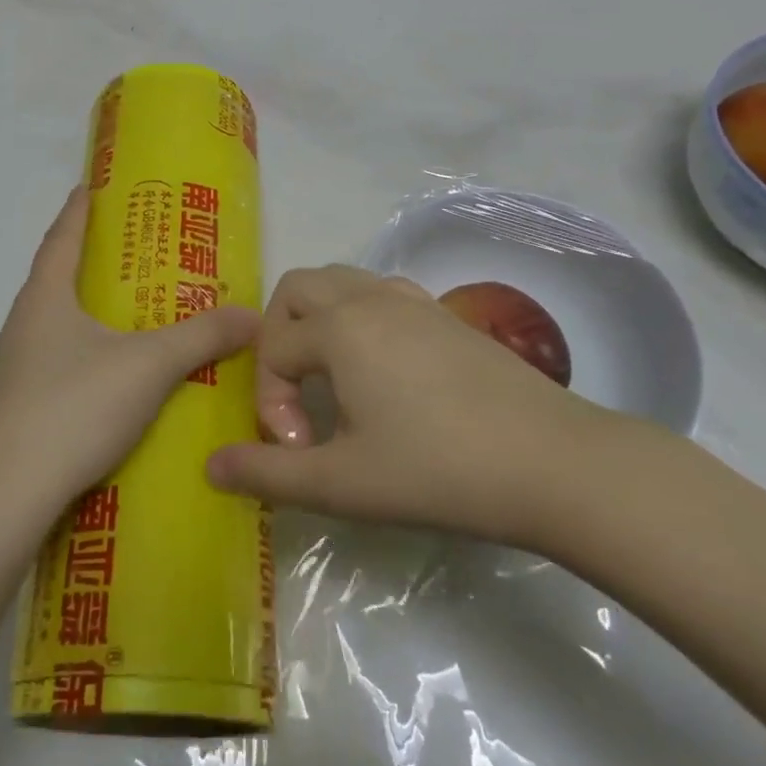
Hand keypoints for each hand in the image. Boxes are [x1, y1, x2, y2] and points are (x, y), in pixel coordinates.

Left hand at [0, 187, 258, 520]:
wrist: (0, 497)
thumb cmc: (72, 407)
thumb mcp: (148, 366)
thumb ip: (201, 338)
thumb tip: (253, 314)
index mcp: (43, 300)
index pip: (61, 239)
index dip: (78, 210)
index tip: (89, 187)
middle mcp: (19, 329)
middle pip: (53, 283)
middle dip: (87, 267)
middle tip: (128, 261)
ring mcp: (8, 375)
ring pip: (51, 332)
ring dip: (82, 321)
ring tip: (123, 326)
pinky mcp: (10, 416)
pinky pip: (50, 374)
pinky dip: (78, 366)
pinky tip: (105, 391)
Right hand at [206, 265, 612, 549]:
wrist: (554, 463)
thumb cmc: (438, 471)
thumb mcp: (343, 483)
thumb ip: (269, 473)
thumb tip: (211, 465)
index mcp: (339, 328)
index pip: (273, 349)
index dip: (270, 402)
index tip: (299, 449)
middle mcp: (369, 298)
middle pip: (296, 288)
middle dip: (277, 336)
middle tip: (295, 392)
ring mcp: (413, 301)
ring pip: (341, 282)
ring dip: (318, 321)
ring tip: (333, 379)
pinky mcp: (446, 315)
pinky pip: (381, 294)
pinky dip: (360, 318)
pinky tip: (382, 372)